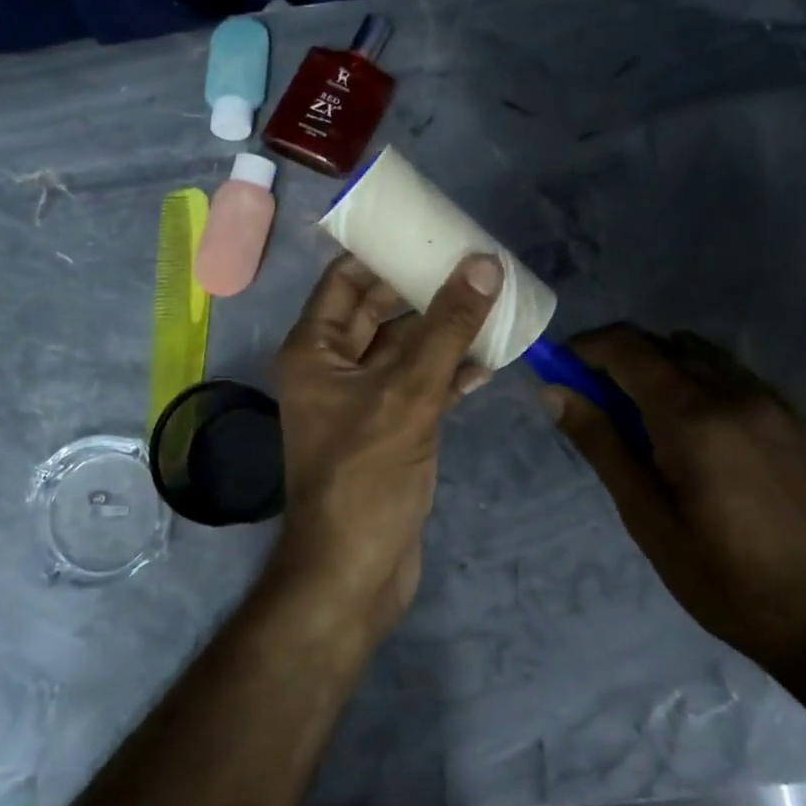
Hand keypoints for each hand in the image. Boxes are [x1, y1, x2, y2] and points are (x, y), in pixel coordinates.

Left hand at [270, 251, 501, 634]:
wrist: (355, 572)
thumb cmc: (366, 476)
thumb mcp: (408, 394)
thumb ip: (446, 328)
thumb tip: (483, 264)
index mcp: (314, 349)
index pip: (345, 280)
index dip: (384, 254)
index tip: (430, 233)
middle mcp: (331, 367)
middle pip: (378, 311)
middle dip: (422, 290)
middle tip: (474, 266)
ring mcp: (360, 399)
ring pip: (403, 349)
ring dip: (442, 332)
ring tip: (492, 305)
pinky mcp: (387, 428)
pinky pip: (417, 384)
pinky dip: (447, 372)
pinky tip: (488, 362)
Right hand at [544, 324, 805, 679]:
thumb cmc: (726, 578)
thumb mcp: (647, 517)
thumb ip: (601, 443)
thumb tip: (554, 391)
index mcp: (692, 415)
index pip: (627, 346)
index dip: (585, 348)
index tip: (560, 372)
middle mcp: (734, 392)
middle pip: (662, 344)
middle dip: (619, 360)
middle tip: (597, 406)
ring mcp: (772, 403)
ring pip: (699, 356)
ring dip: (660, 369)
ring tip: (645, 424)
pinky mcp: (796, 422)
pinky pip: (732, 377)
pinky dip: (697, 384)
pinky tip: (696, 438)